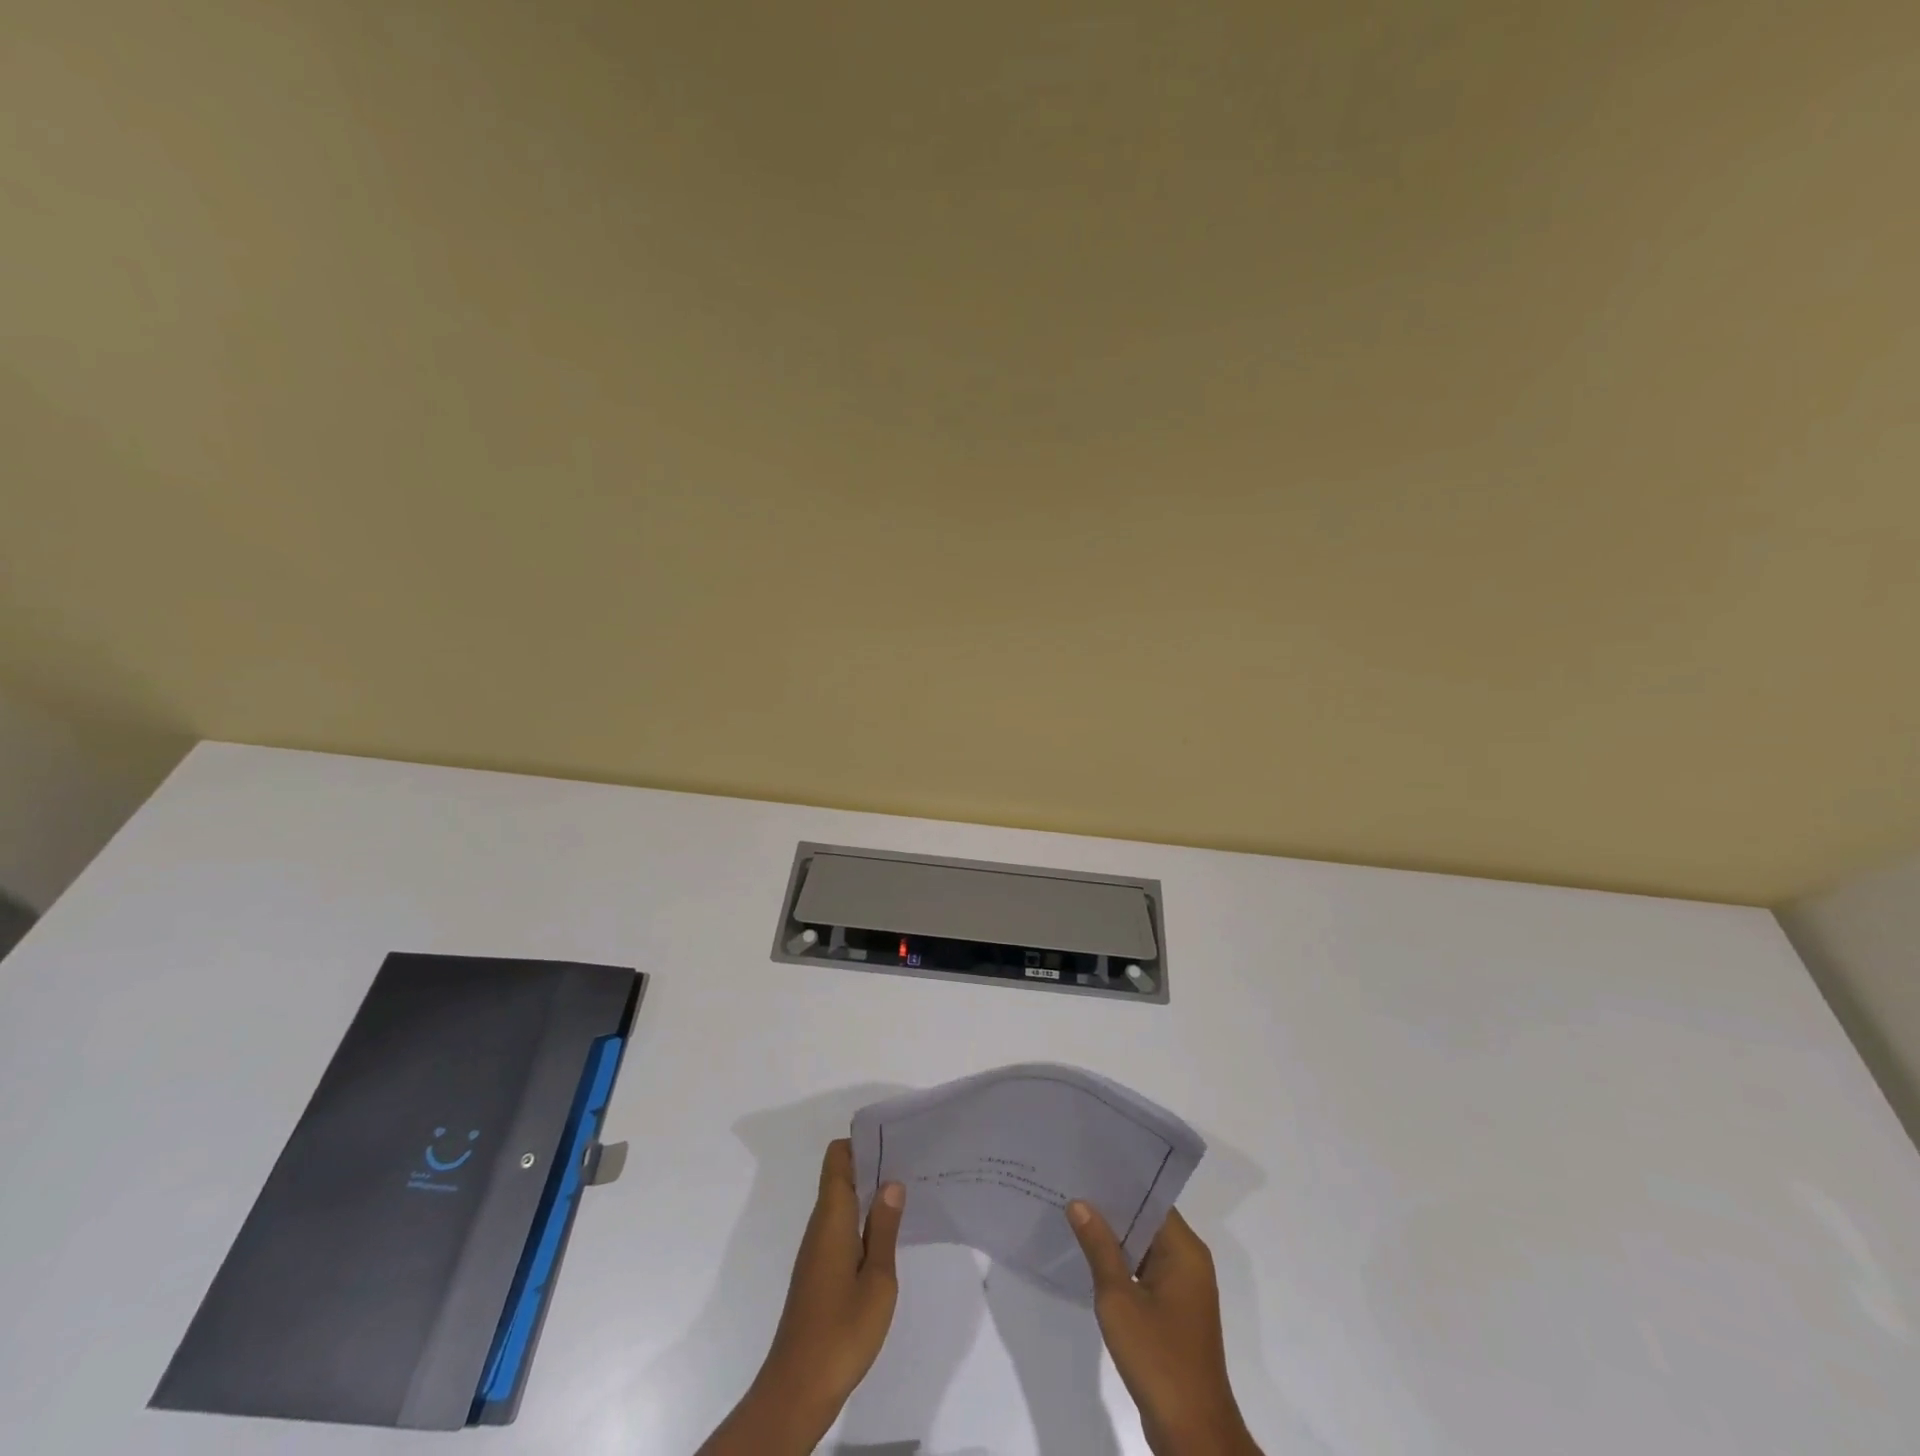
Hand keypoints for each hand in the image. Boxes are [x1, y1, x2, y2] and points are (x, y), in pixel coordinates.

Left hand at [696, 1139, 905, 1455]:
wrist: (798, 1390)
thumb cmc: (842, 1331)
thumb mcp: (878, 1280)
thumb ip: (884, 1228)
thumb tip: (891, 1181)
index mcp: (832, 1218)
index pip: (837, 1158)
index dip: (861, 1143)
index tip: (893, 1142)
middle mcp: (820, 1225)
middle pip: (840, 1175)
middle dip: (872, 1165)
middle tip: (910, 1165)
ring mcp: (817, 1250)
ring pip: (841, 1202)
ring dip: (869, 1194)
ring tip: (906, 1195)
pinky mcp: (818, 1272)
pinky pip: (840, 1226)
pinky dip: (862, 1220)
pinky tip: (887, 1235)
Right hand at [1067, 1201, 1262, 1455]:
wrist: (1192, 1433)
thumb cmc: (1158, 1358)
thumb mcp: (1119, 1299)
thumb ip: (1099, 1248)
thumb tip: (1079, 1203)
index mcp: (1185, 1250)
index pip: (1150, 1199)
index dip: (1119, 1183)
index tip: (1086, 1166)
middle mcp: (1189, 1261)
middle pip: (1147, 1221)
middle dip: (1111, 1209)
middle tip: (1071, 1186)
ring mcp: (1184, 1289)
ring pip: (1144, 1247)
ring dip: (1114, 1238)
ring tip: (1073, 1215)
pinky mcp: (1175, 1312)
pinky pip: (1145, 1272)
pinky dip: (1121, 1265)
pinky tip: (1090, 1259)